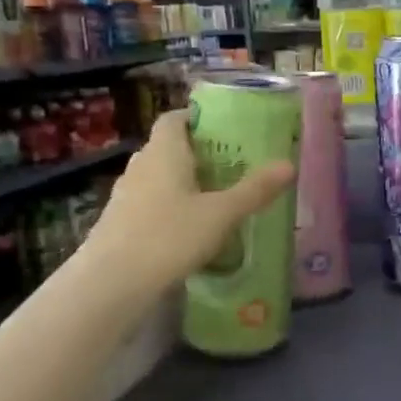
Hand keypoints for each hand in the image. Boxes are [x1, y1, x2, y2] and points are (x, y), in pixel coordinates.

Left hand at [87, 110, 294, 284]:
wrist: (111, 283)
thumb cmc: (169, 237)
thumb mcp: (222, 214)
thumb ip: (255, 189)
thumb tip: (289, 164)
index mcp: (165, 153)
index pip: (174, 118)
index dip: (197, 117)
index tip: (224, 128)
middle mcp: (141, 166)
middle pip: (169, 147)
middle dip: (198, 151)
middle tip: (232, 163)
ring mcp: (125, 195)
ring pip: (159, 176)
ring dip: (184, 180)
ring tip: (216, 195)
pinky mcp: (120, 222)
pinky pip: (151, 202)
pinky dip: (171, 205)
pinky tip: (190, 227)